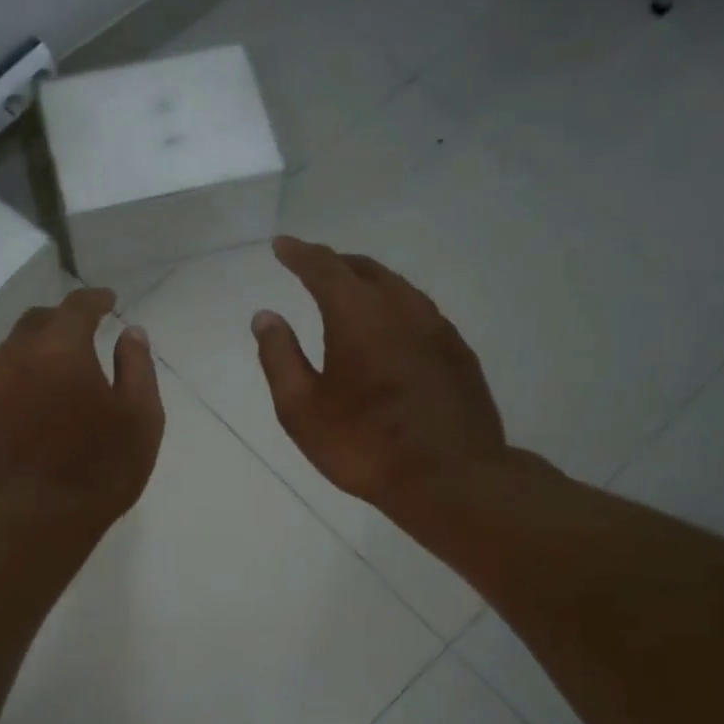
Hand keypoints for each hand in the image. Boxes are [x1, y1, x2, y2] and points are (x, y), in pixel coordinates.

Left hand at [0, 287, 164, 528]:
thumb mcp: (140, 417)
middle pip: (37, 322)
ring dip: (36, 350)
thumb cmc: (98, 468)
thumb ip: (137, 367)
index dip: (95, 299)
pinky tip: (33, 405)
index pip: (76, 306)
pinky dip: (19, 382)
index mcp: (61, 349)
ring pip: (11, 353)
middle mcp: (17, 358)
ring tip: (57, 368)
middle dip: (61, 320)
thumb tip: (131, 333)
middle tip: (82, 332)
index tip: (109, 301)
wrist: (31, 522)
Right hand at [252, 237, 513, 527]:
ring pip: (398, 288)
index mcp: (358, 315)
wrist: (450, 478)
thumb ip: (279, 357)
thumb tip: (265, 316)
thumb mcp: (301, 409)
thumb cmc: (364, 444)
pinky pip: (419, 311)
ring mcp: (437, 328)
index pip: (324, 268)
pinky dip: (394, 306)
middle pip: (366, 270)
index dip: (299, 254)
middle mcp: (402, 308)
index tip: (282, 245)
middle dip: (335, 263)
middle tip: (312, 266)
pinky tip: (388, 329)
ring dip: (368, 282)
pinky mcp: (458, 352)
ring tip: (348, 292)